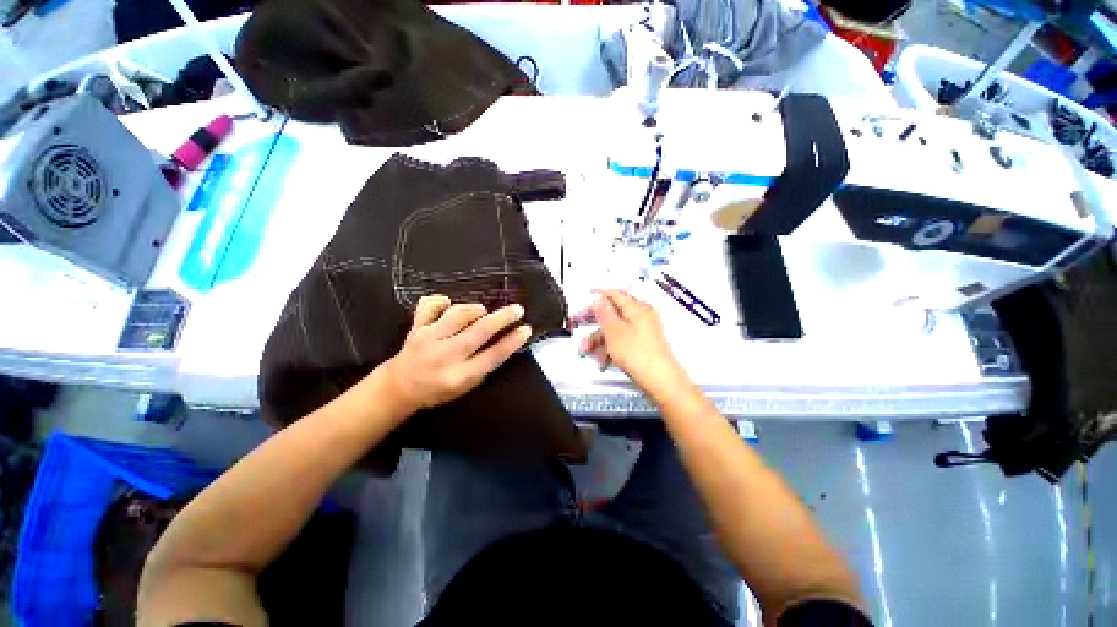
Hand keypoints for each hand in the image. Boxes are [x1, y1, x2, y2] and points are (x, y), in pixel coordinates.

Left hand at [381, 295, 531, 414]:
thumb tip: (506, 340)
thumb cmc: (438, 389)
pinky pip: (429, 306)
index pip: (493, 356)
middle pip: (480, 331)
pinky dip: (441, 301)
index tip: (526, 329)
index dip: (512, 341)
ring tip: (482, 312)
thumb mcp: (466, 386)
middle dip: (502, 318)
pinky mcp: (416, 327)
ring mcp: (429, 339)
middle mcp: (446, 356)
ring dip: (475, 310)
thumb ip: (484, 364)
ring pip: (458, 314)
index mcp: (461, 376)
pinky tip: (448, 304)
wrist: (399, 387)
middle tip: (517, 309)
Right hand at [571, 289, 684, 393]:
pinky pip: (622, 341)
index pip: (614, 294)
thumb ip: (604, 312)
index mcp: (637, 308)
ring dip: (599, 340)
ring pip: (615, 330)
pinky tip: (602, 361)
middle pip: (612, 314)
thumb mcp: (614, 331)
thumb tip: (598, 298)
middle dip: (593, 323)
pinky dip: (610, 348)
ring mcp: (643, 331)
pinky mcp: (642, 345)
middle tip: (577, 324)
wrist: (660, 380)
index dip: (598, 295)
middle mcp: (642, 316)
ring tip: (586, 351)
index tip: (585, 297)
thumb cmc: (637, 353)